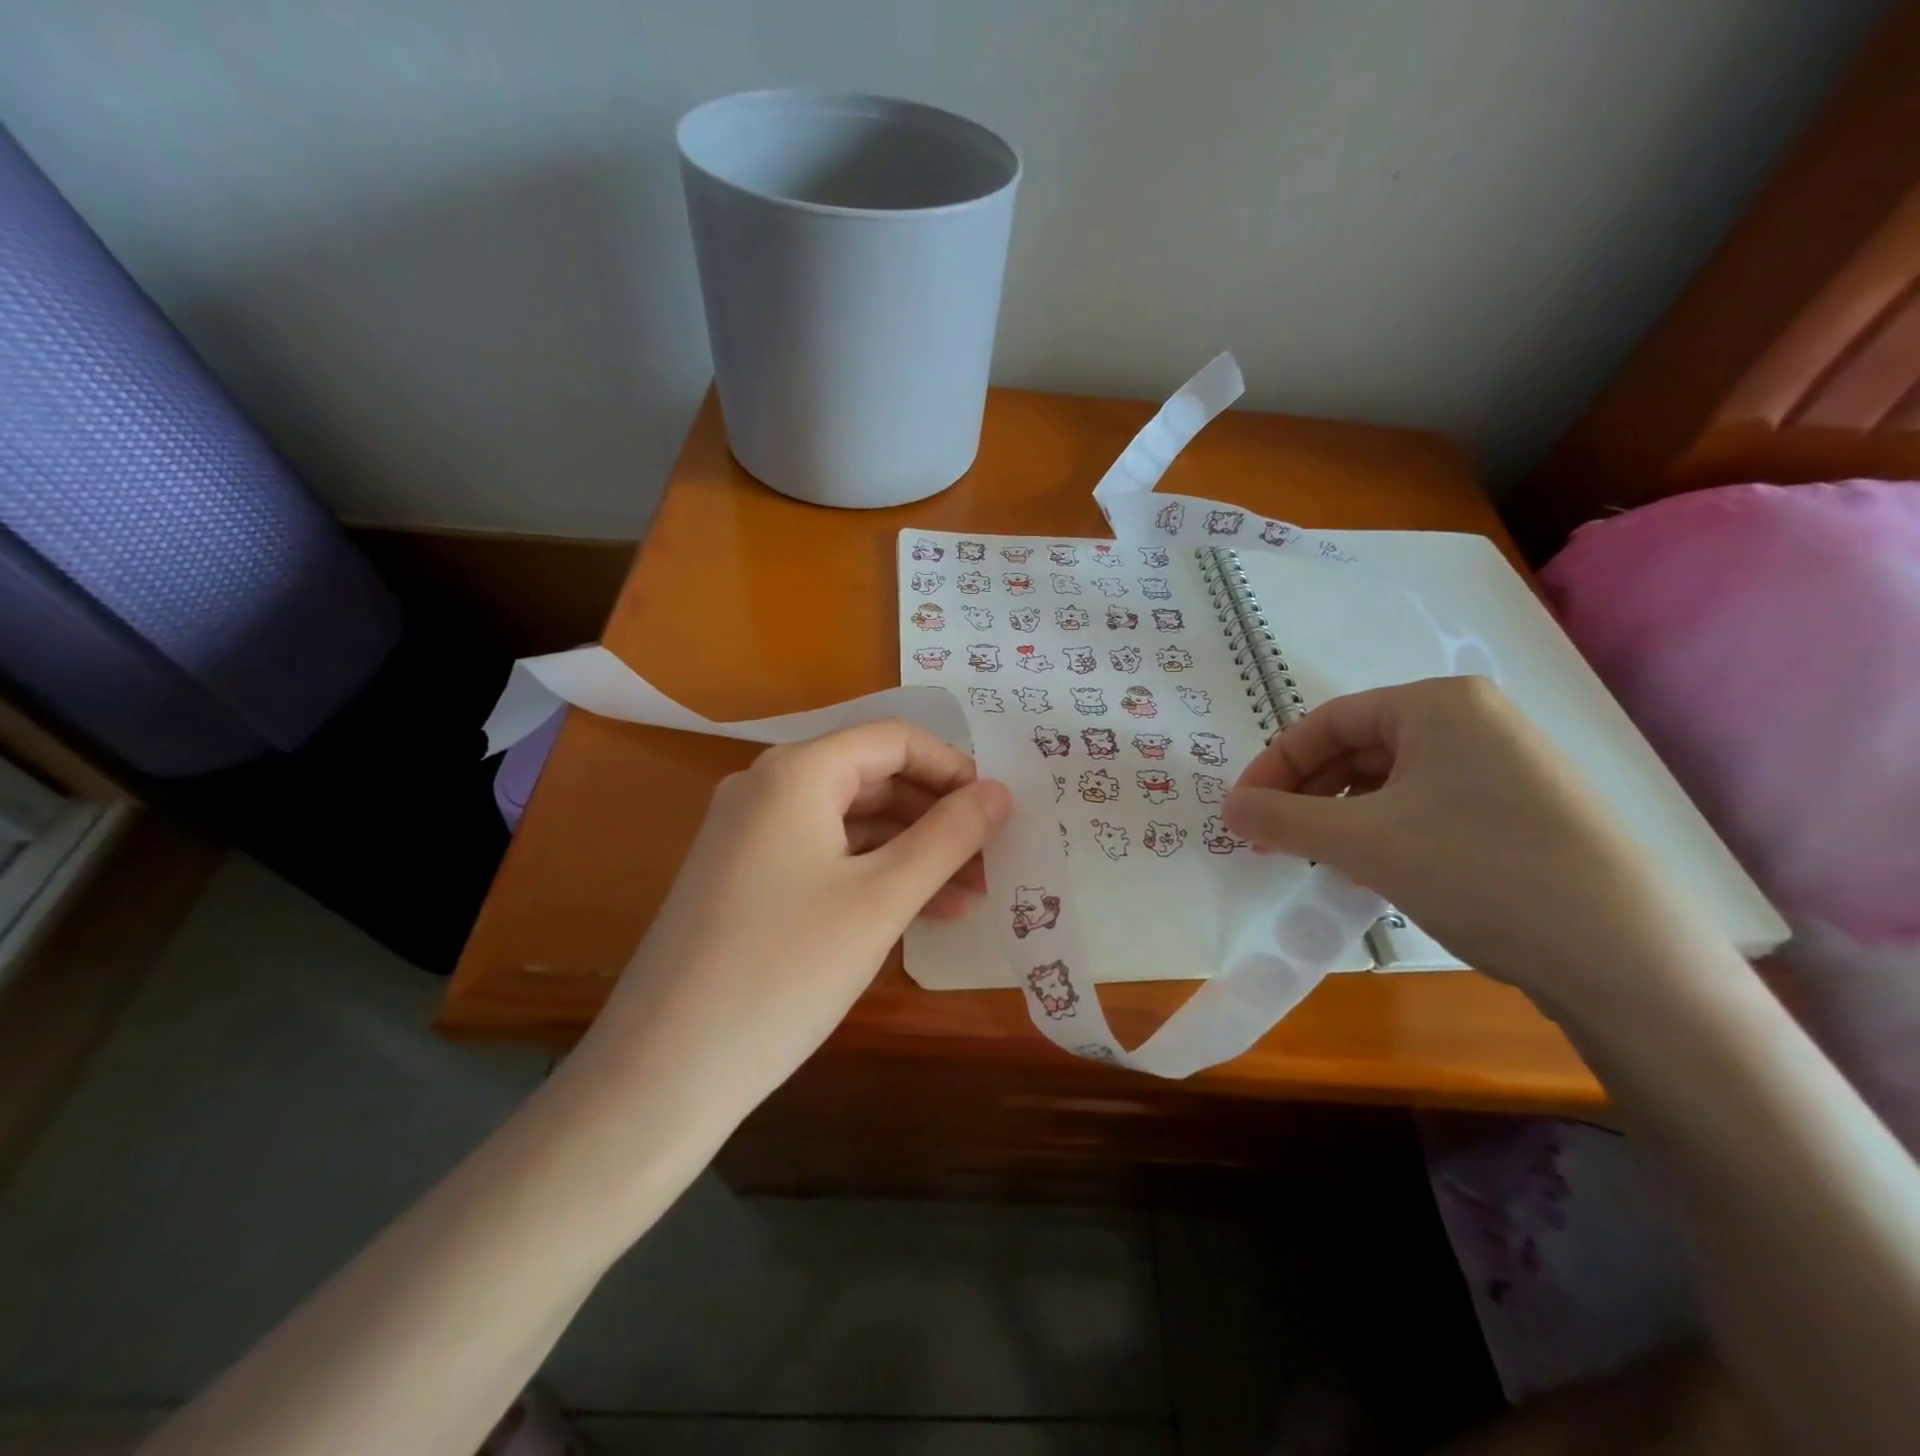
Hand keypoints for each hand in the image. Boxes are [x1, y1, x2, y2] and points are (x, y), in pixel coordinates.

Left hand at [576, 721, 1011, 1124]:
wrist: (661, 1072)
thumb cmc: (784, 970)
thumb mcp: (881, 899)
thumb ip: (948, 837)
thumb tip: (1000, 792)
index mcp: (797, 772)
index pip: (895, 740)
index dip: (954, 770)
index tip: (998, 814)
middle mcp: (767, 787)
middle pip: (874, 778)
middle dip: (938, 818)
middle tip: (992, 863)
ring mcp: (750, 835)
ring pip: (852, 822)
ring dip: (913, 852)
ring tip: (970, 897)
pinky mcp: (744, 879)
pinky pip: (825, 857)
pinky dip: (873, 876)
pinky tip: (918, 914)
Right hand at [1223, 676, 1721, 1008]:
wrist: (1627, 959)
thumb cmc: (1479, 871)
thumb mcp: (1363, 843)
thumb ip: (1282, 819)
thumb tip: (1227, 809)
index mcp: (1438, 703)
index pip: (1326, 721)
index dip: (1274, 765)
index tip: (1242, 812)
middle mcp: (1475, 720)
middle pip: (1358, 747)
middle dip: (1307, 793)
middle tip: (1272, 840)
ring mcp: (1505, 766)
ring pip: (1391, 780)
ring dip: (1341, 816)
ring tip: (1318, 859)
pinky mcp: (1523, 811)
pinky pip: (1427, 806)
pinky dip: (1384, 831)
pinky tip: (1373, 870)